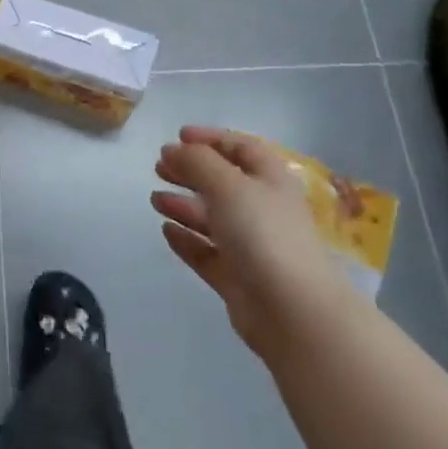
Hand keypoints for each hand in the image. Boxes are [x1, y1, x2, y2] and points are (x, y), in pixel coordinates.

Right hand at [152, 127, 355, 363]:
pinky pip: (207, 252)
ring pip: (213, 218)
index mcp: (271, 180)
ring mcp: (251, 246)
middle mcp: (263, 209)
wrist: (292, 311)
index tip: (178, 137)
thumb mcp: (227, 184)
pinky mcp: (238, 277)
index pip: (241, 148)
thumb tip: (172, 149)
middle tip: (159, 167)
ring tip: (155, 200)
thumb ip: (196, 161)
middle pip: (223, 182)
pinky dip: (187, 239)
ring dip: (184, 205)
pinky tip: (166, 231)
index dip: (211, 139)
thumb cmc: (262, 233)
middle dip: (191, 171)